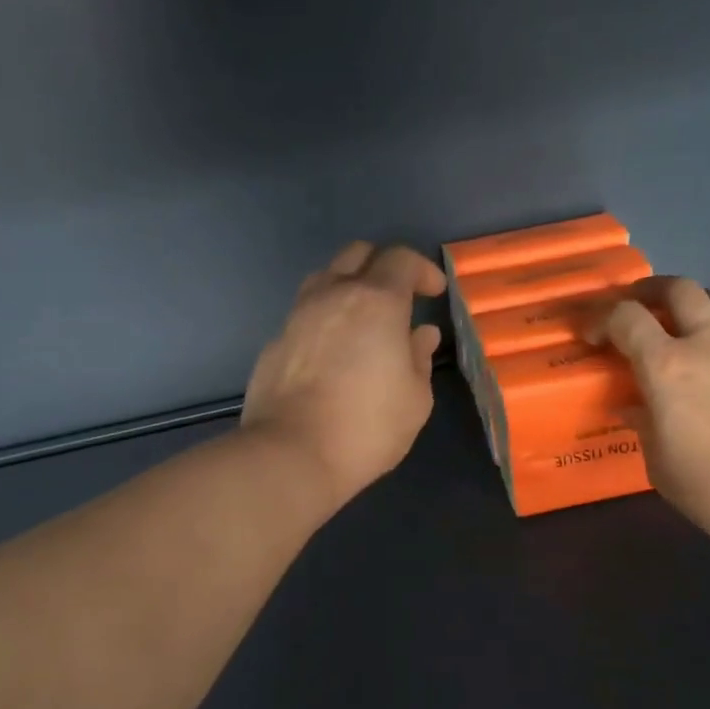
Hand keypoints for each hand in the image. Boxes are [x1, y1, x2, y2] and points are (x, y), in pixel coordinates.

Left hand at [241, 242, 445, 508]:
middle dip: (383, 265)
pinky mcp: (275, 341)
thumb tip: (420, 334)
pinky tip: (333, 351)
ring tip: (363, 319)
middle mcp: (333, 295)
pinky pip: (305, 313)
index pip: (401, 259)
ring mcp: (297, 316)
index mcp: (376, 302)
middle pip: (357, 254)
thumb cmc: (367, 426)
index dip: (423, 270)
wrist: (291, 454)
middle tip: (399, 296)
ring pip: (325, 278)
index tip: (435, 292)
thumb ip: (419, 358)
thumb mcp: (415, 398)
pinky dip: (325, 318)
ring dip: (348, 286)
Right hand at [589, 278, 709, 548]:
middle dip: (651, 290)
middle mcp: (707, 344)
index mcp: (666, 367)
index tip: (592, 337)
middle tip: (638, 306)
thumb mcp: (660, 464)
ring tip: (684, 322)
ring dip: (696, 303)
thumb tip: (634, 408)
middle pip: (679, 289)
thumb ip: (644, 426)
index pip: (626, 318)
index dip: (602, 318)